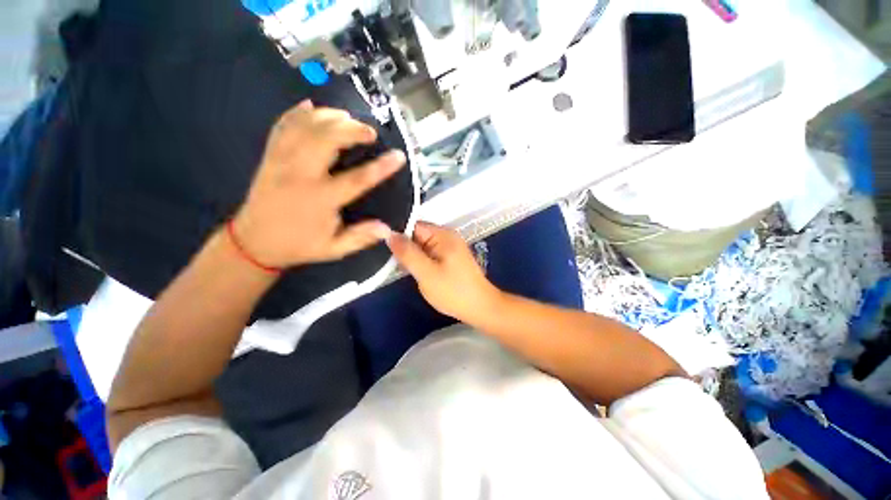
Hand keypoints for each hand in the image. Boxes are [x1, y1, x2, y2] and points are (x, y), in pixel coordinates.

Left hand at [232, 100, 404, 267]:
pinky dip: (296, 113)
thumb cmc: (299, 246)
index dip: (381, 167)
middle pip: (326, 140)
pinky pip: (282, 126)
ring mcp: (281, 161)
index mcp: (320, 200)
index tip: (399, 156)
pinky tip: (311, 106)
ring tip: (347, 117)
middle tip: (370, 132)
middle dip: (351, 129)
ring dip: (328, 116)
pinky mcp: (270, 156)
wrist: (253, 242)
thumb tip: (387, 229)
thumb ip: (360, 238)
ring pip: (304, 127)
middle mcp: (300, 175)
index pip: (357, 179)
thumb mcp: (333, 250)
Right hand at [387, 222, 501, 323]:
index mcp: (443, 234)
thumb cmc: (453, 291)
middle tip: (390, 261)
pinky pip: (429, 254)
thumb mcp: (426, 273)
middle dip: (404, 246)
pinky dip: (420, 261)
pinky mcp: (449, 258)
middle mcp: (446, 236)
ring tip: (397, 267)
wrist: (480, 308)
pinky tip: (413, 271)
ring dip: (411, 255)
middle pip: (417, 234)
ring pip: (422, 246)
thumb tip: (389, 234)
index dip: (397, 234)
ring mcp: (449, 247)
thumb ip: (407, 253)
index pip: (413, 225)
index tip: (381, 246)